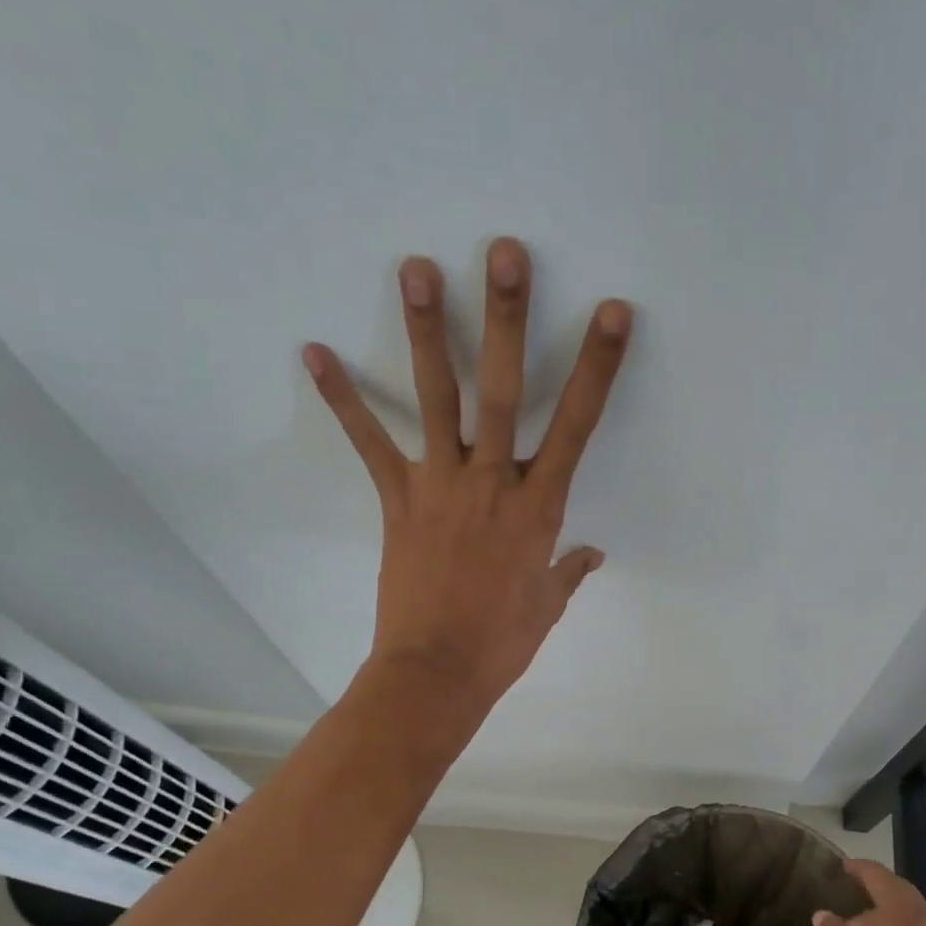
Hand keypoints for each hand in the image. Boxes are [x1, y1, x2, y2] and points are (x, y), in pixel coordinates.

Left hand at [302, 236, 632, 709]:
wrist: (437, 673)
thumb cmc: (502, 642)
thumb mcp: (548, 606)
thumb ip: (569, 571)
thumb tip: (591, 554)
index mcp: (538, 507)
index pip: (576, 425)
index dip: (596, 367)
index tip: (610, 313)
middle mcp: (491, 482)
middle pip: (501, 390)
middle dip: (506, 319)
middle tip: (504, 253)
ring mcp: (440, 486)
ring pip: (435, 398)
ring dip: (426, 330)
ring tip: (416, 266)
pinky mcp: (398, 501)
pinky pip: (370, 444)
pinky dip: (343, 400)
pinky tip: (315, 351)